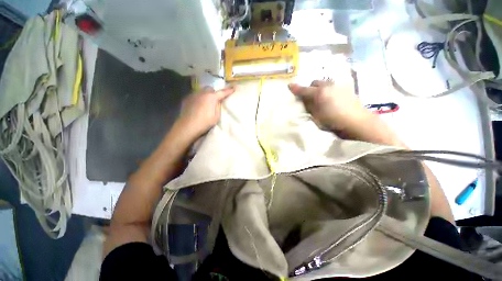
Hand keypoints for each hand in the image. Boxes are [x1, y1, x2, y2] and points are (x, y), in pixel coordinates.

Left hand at [176, 86, 234, 140]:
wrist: (188, 126)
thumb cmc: (204, 122)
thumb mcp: (216, 116)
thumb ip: (218, 106)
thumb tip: (218, 101)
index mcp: (211, 97)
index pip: (222, 92)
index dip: (228, 91)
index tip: (233, 88)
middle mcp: (202, 93)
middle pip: (210, 89)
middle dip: (214, 92)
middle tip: (216, 99)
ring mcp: (193, 95)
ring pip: (202, 91)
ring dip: (206, 94)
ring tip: (206, 102)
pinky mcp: (187, 98)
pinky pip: (195, 95)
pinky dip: (199, 98)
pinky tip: (198, 105)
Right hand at [288, 80, 369, 132]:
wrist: (357, 122)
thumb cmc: (334, 121)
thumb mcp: (316, 116)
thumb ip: (309, 106)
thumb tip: (304, 100)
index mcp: (319, 93)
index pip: (304, 89)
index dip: (296, 88)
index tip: (289, 86)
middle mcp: (328, 86)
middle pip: (315, 82)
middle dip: (310, 88)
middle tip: (308, 97)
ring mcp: (338, 86)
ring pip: (324, 83)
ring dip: (319, 88)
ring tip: (319, 98)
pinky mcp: (346, 89)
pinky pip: (332, 86)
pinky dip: (327, 90)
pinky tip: (330, 99)